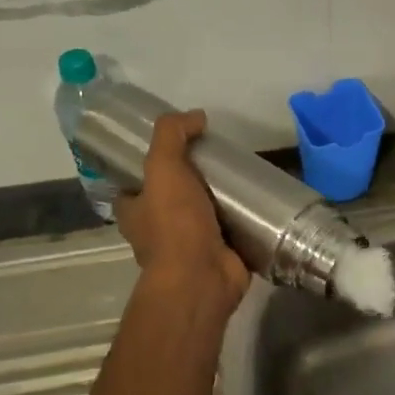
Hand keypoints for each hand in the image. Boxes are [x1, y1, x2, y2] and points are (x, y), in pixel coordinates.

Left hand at [113, 111, 249, 308]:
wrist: (202, 278)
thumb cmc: (175, 225)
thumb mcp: (163, 168)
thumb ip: (172, 136)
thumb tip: (195, 116)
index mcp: (135, 212)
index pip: (134, 184)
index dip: (148, 166)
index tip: (177, 147)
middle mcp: (157, 230)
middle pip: (172, 197)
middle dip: (192, 181)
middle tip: (218, 158)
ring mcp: (189, 246)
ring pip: (203, 214)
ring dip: (220, 200)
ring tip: (244, 175)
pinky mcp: (219, 255)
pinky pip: (231, 230)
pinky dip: (243, 219)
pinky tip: (259, 201)